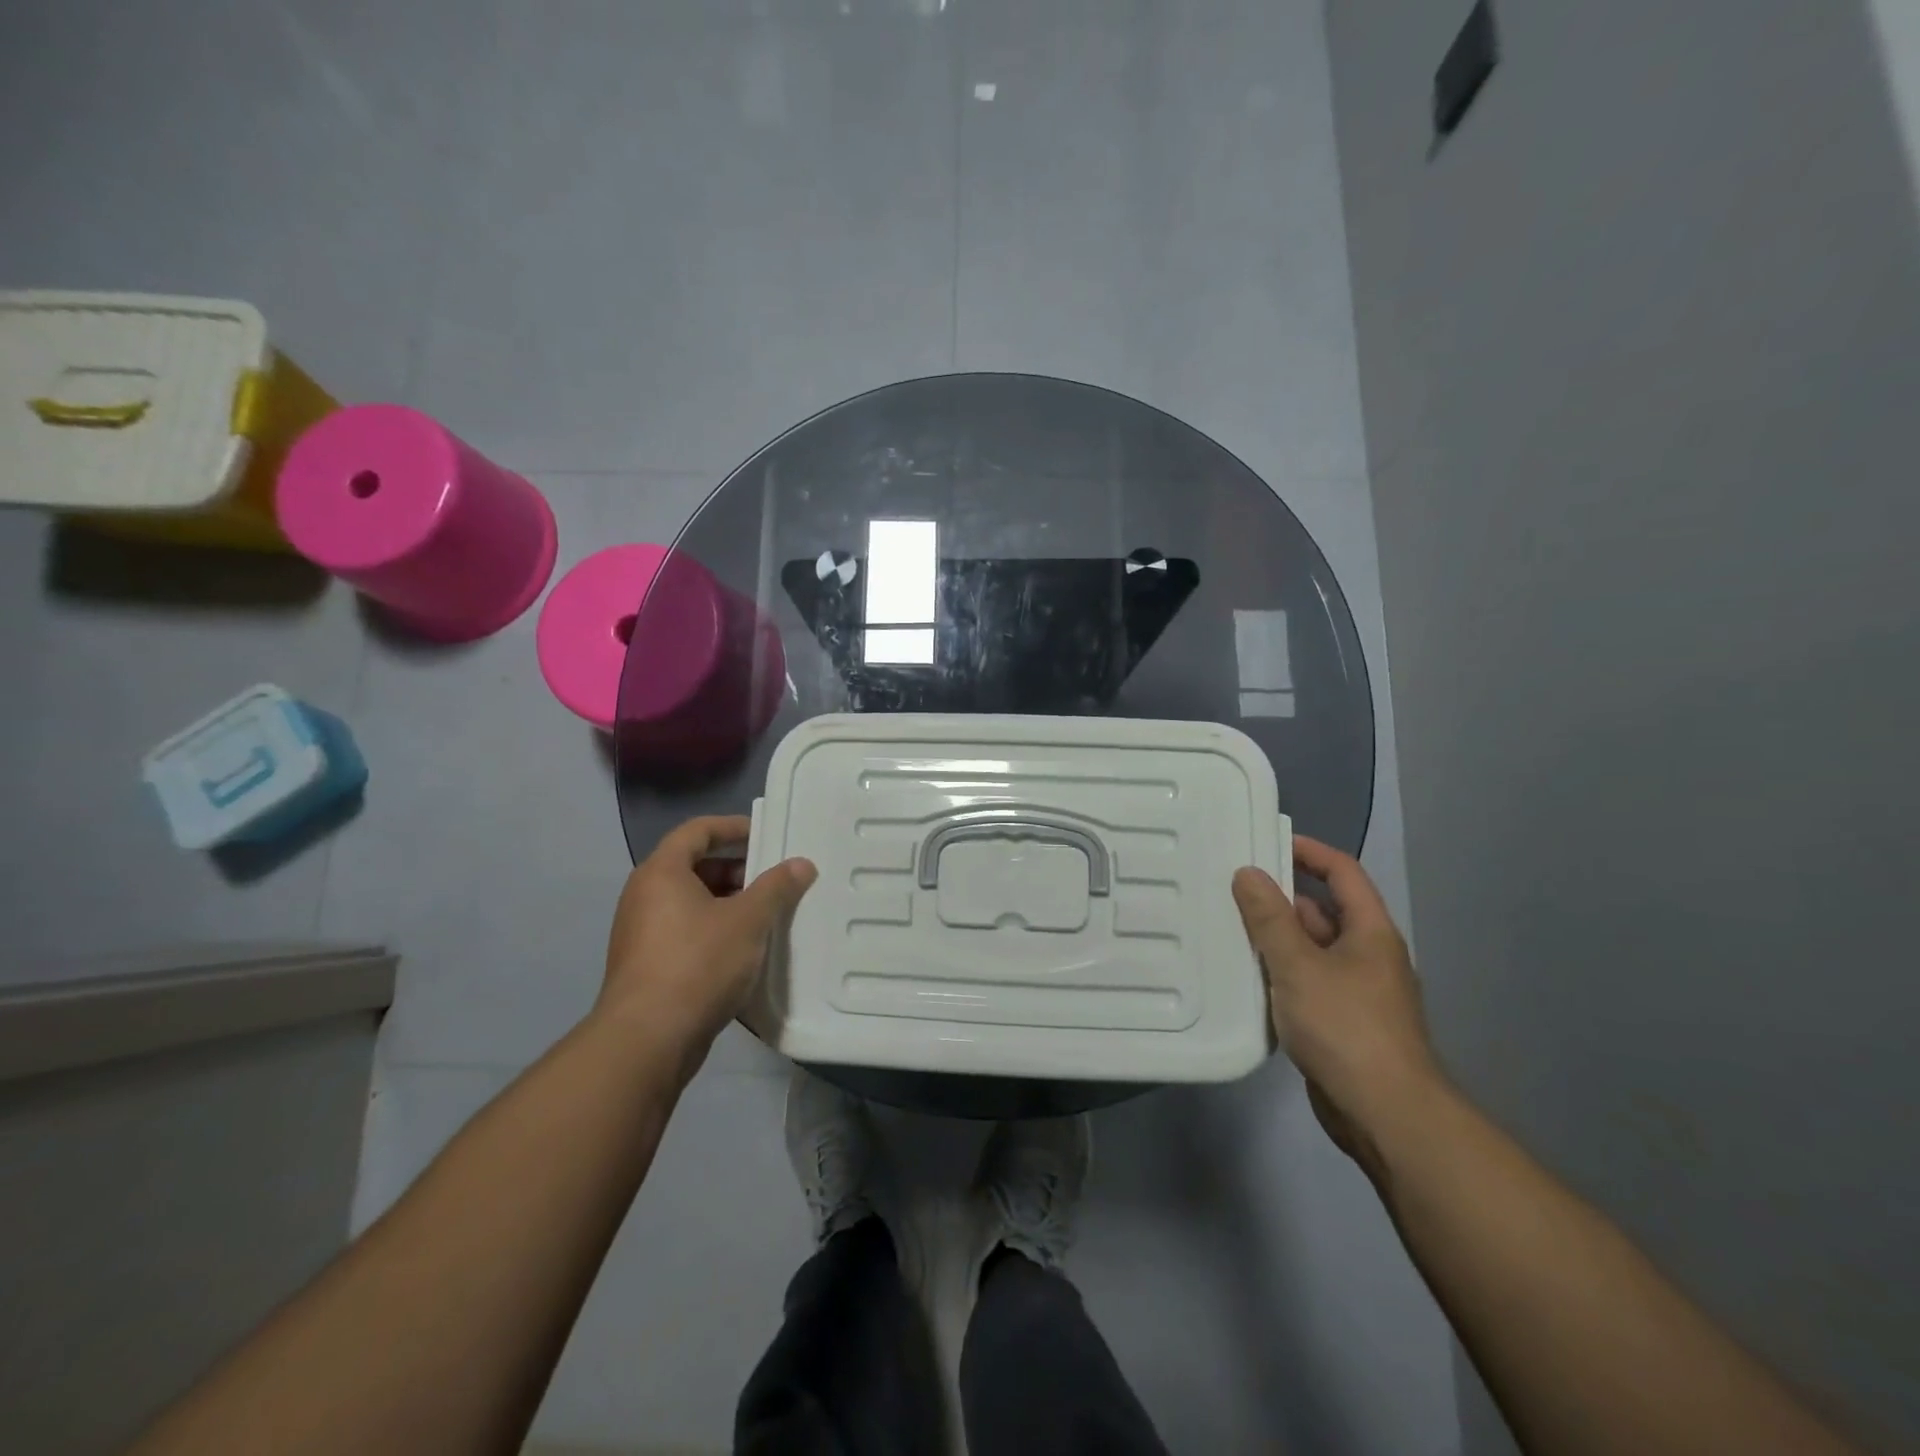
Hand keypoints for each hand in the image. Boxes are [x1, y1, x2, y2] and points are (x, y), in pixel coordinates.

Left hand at [599, 815, 815, 1076]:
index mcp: (661, 872)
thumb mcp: (748, 920)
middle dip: (736, 869)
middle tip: (773, 880)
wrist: (647, 1040)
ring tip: (766, 916)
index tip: (767, 836)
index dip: (733, 827)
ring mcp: (641, 933)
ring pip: (691, 902)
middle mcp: (644, 895)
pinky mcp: (647, 966)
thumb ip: (776, 887)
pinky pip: (685, 932)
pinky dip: (715, 930)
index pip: (697, 830)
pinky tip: (745, 950)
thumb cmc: (698, 964)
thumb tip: (801, 864)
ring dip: (729, 903)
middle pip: (694, 865)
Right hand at [1233, 836, 1444, 1172]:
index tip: (1268, 841)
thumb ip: (1270, 919)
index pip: (1343, 873)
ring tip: (1227, 928)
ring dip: (1276, 939)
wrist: (1386, 1115)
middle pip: (1323, 911)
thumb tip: (1248, 873)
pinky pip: (1306, 983)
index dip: (1310, 852)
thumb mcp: (1299, 966)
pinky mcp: (1341, 1024)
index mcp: (1370, 933)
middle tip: (1231, 888)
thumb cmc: (1347, 1028)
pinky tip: (1246, 978)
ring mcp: (1356, 992)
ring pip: (1311, 950)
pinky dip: (1279, 974)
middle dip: (1280, 898)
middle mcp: (1368, 956)